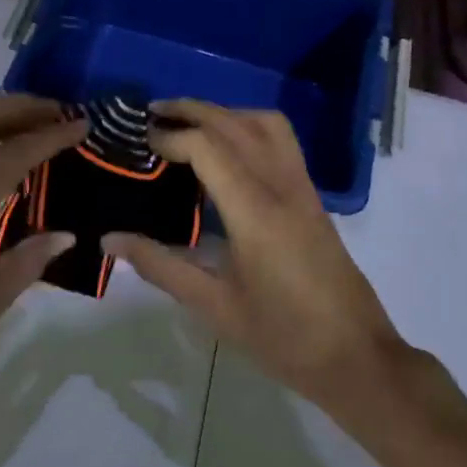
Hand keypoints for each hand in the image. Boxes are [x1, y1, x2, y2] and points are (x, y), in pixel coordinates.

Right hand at [105, 102, 407, 423]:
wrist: (356, 357)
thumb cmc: (282, 337)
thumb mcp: (214, 306)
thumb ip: (160, 266)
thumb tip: (109, 240)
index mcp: (255, 212)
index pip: (208, 148)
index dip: (172, 136)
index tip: (142, 141)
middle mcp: (281, 186)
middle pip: (235, 123)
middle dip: (192, 110)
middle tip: (153, 113)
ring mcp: (302, 187)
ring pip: (265, 123)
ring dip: (225, 112)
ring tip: (191, 123)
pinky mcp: (313, 196)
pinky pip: (282, 140)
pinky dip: (249, 126)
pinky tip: (229, 150)